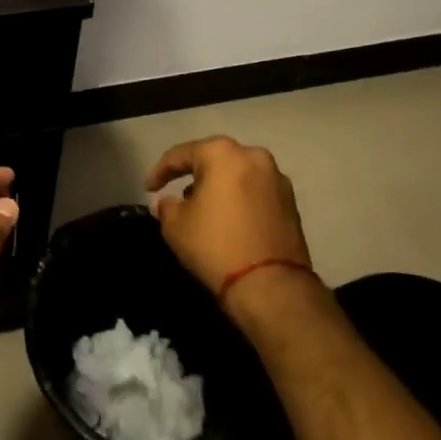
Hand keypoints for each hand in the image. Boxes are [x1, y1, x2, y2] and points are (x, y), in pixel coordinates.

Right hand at [146, 137, 313, 310]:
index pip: (181, 155)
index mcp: (222, 153)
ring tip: (204, 209)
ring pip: (237, 175)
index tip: (148, 189)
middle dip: (193, 175)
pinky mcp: (291, 203)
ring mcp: (277, 179)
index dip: (160, 171)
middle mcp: (253, 156)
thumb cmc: (215, 245)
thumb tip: (165, 202)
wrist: (271, 286)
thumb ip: (166, 206)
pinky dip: (239, 200)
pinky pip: (255, 192)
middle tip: (177, 194)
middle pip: (213, 160)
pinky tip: (228, 220)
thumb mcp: (175, 225)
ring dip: (219, 187)